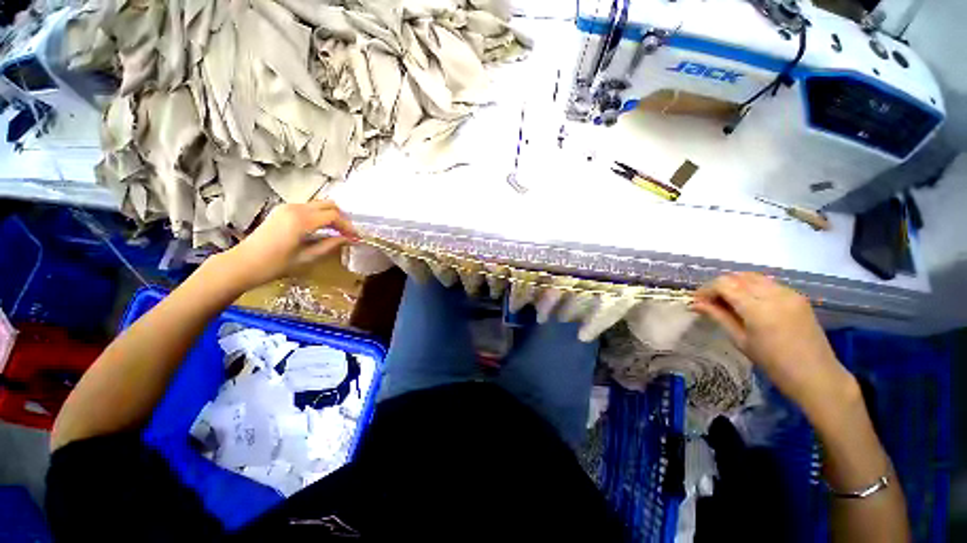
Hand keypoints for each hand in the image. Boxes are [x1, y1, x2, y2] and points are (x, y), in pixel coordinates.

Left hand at [222, 201, 357, 288]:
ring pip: (318, 204)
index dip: (348, 226)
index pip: (334, 216)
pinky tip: (322, 229)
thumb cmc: (275, 264)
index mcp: (301, 220)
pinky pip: (308, 208)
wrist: (243, 264)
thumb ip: (330, 245)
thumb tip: (349, 240)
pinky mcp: (282, 210)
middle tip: (348, 233)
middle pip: (328, 205)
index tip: (356, 238)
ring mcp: (287, 207)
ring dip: (331, 216)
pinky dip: (319, 216)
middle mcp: (295, 208)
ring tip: (337, 232)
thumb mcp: (307, 257)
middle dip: (342, 218)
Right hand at [691, 272, 855, 414]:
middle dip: (719, 285)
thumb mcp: (740, 340)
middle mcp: (774, 294)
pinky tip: (748, 302)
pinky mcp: (797, 296)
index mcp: (758, 309)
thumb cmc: (773, 363)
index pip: (724, 285)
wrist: (816, 375)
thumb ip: (718, 316)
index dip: (706, 289)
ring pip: (753, 277)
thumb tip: (696, 304)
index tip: (697, 301)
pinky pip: (768, 283)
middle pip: (737, 277)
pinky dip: (752, 287)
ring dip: (735, 284)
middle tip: (709, 301)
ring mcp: (789, 293)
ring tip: (727, 300)